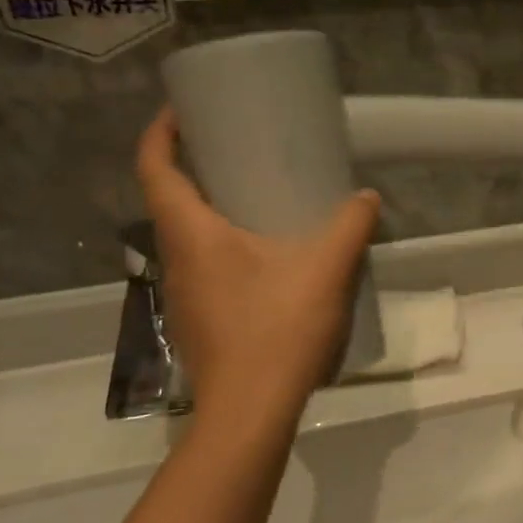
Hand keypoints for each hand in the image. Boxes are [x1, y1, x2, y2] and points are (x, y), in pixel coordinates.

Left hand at [135, 109, 379, 438]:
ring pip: (188, 237)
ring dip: (212, 210)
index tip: (183, 110)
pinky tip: (269, 259)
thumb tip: (366, 197)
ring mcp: (184, 295)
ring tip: (259, 199)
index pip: (156, 169)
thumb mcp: (327, 268)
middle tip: (238, 148)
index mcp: (192, 235)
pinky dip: (226, 246)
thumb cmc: (278, 328)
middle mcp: (177, 259)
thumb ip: (350, 225)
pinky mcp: (199, 320)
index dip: (161, 132)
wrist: (251, 412)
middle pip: (170, 200)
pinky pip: (205, 266)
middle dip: (195, 167)